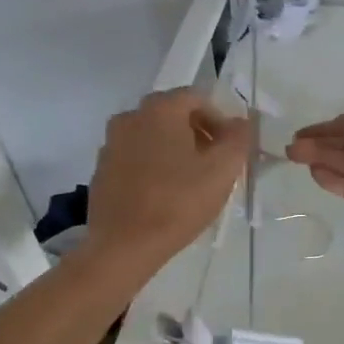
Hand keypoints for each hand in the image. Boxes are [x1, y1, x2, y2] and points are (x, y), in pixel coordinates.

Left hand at [87, 89, 250, 265]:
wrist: (124, 245)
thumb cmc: (178, 202)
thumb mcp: (222, 170)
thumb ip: (238, 139)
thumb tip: (241, 123)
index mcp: (160, 109)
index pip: (197, 98)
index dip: (220, 120)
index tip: (230, 149)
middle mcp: (131, 117)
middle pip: (173, 114)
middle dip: (198, 133)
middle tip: (215, 164)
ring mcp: (111, 143)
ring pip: (153, 136)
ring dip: (175, 149)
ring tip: (191, 181)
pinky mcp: (102, 169)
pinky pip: (135, 156)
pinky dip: (153, 165)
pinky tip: (164, 194)